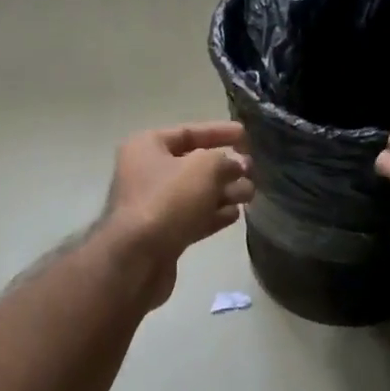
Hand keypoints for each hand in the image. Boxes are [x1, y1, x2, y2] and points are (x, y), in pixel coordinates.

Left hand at [104, 121, 254, 302]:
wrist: (137, 259)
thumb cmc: (168, 201)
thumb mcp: (204, 168)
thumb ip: (225, 161)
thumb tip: (235, 166)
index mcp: (147, 147)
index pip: (188, 132)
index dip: (219, 132)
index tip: (246, 135)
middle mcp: (146, 173)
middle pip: (193, 164)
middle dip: (225, 167)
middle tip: (252, 172)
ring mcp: (154, 206)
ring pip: (196, 193)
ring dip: (224, 192)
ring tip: (250, 195)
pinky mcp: (163, 234)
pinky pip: (193, 218)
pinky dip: (214, 215)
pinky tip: (235, 215)